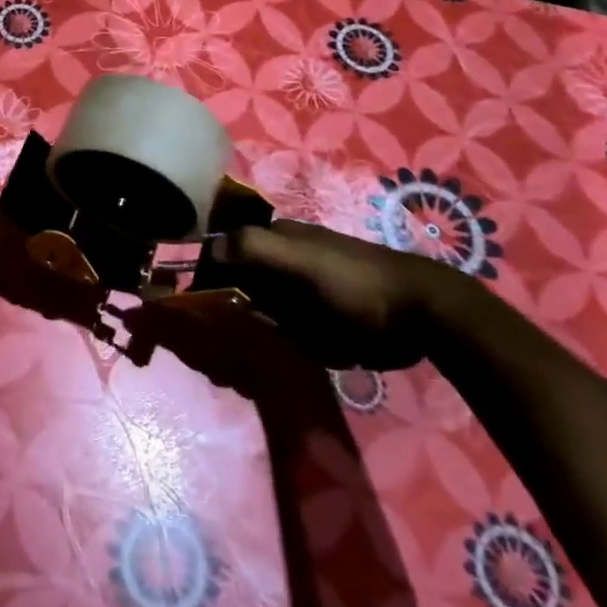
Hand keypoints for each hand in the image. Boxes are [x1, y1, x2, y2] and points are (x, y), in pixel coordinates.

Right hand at [215, 219, 454, 370]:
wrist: (423, 316)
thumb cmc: (355, 282)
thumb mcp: (302, 259)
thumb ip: (254, 248)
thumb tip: (206, 250)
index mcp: (274, 239)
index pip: (222, 252)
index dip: (200, 276)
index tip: (184, 310)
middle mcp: (280, 263)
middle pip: (234, 284)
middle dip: (217, 311)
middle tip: (204, 349)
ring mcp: (297, 294)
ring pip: (253, 312)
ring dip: (239, 334)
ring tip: (226, 366)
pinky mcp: (314, 324)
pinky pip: (278, 334)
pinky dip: (266, 348)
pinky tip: (256, 368)